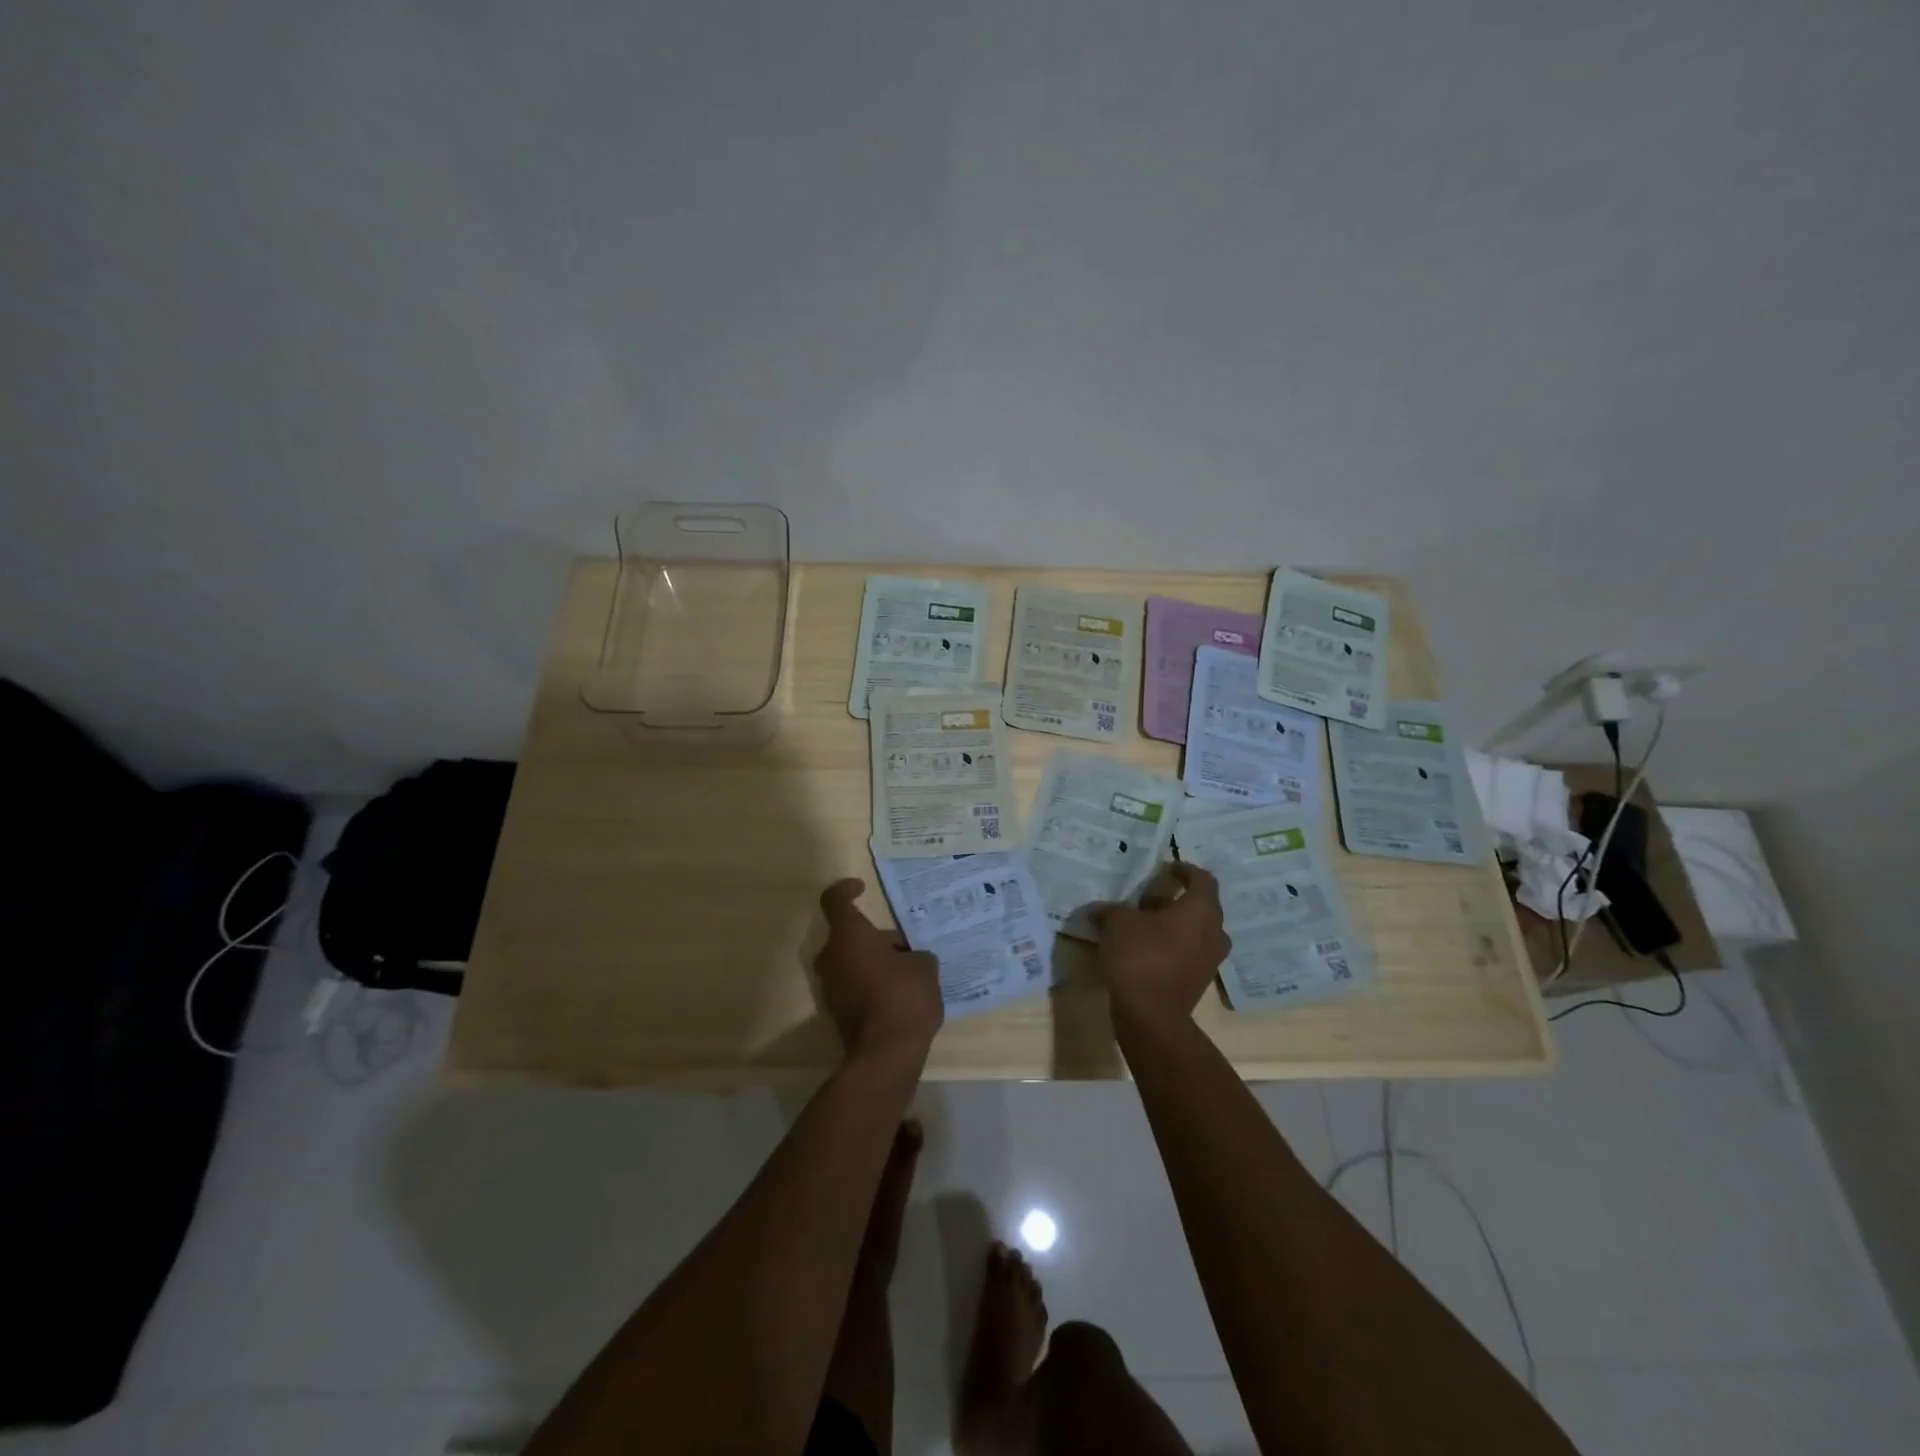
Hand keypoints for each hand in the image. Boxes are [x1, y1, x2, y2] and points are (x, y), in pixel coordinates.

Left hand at [815, 879, 944, 1065]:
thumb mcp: (924, 966)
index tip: (861, 888)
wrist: (885, 1056)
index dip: (846, 889)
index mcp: (849, 936)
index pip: (835, 900)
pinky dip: (872, 982)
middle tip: (907, 947)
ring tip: (911, 971)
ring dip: (875, 961)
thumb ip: (915, 954)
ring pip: (852, 960)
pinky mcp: (837, 1011)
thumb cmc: (903, 997)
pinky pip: (854, 984)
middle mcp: (832, 957)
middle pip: (849, 935)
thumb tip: (908, 959)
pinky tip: (901, 994)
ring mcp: (831, 987)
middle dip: (876, 937)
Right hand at [1094, 863, 1231, 1027]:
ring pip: (1195, 930)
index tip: (1166, 868)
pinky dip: (1172, 944)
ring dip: (1172, 923)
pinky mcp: (1199, 980)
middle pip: (1200, 905)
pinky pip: (1189, 951)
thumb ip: (1111, 910)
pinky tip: (1144, 947)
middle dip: (1174, 899)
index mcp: (1201, 910)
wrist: (1151, 1016)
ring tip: (1142, 923)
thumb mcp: (1117, 924)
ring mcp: (1210, 959)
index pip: (1203, 879)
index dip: (1185, 870)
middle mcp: (1214, 932)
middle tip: (1147, 898)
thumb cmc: (1139, 957)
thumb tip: (1100, 910)